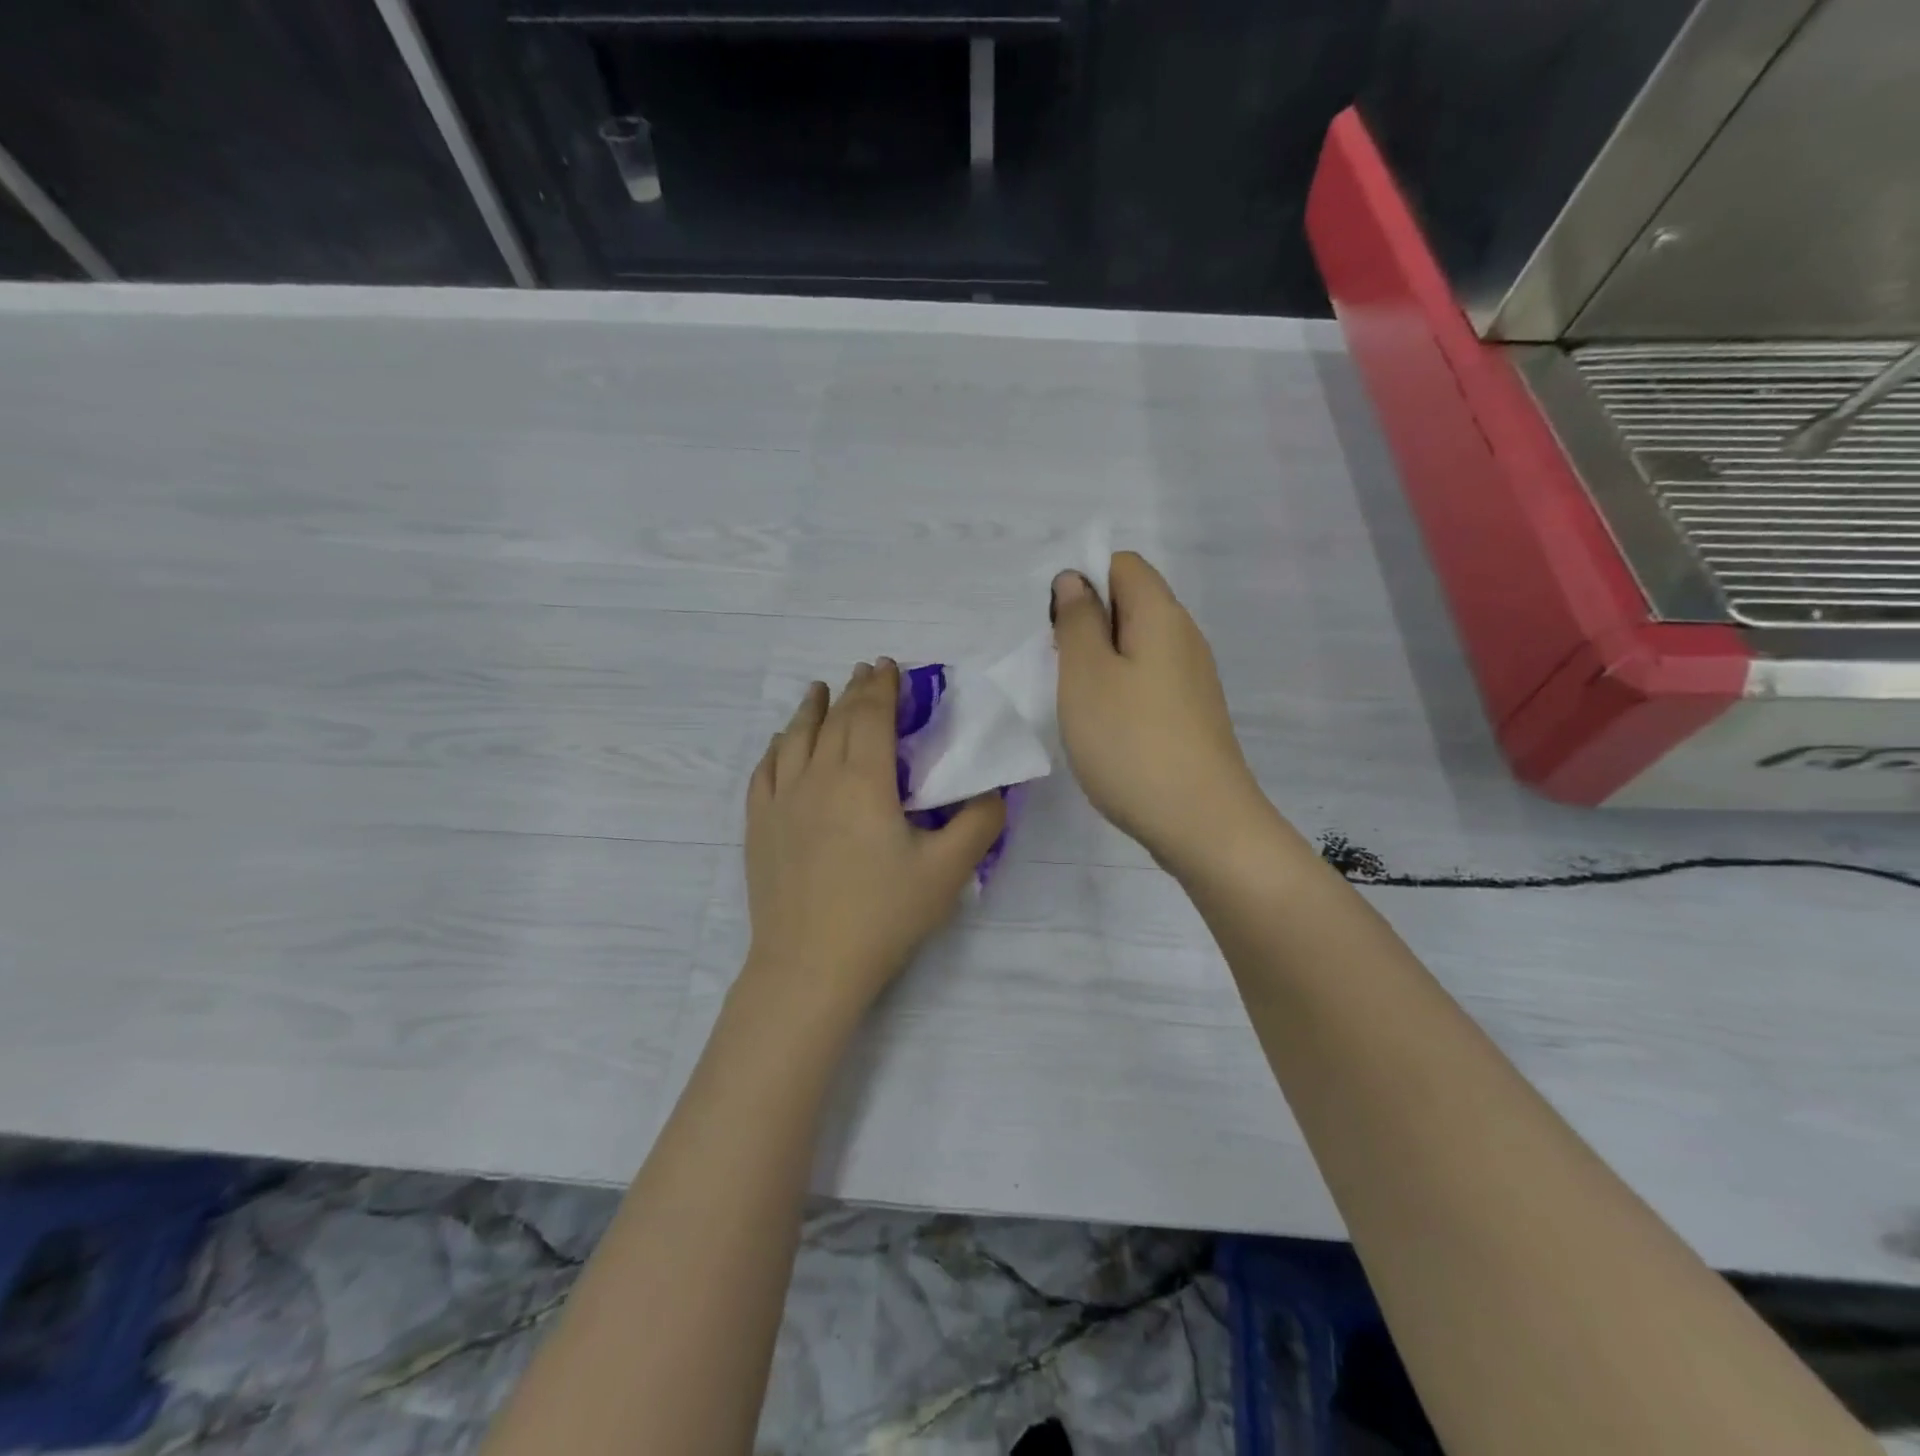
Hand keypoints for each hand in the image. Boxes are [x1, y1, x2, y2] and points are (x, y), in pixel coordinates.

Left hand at [741, 660, 1006, 1024]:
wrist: (810, 966)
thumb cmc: (882, 915)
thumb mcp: (948, 871)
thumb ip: (979, 823)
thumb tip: (993, 791)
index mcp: (863, 780)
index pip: (871, 716)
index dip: (882, 687)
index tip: (890, 667)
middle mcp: (817, 777)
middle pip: (835, 720)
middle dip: (854, 691)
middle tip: (866, 673)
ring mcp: (781, 801)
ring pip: (795, 738)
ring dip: (810, 709)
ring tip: (819, 691)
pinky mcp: (759, 826)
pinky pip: (765, 770)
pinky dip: (777, 747)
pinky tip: (781, 743)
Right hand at [1052, 553, 1267, 872]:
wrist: (1201, 824)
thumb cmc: (1131, 742)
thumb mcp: (1086, 675)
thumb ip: (1077, 621)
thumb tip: (1076, 580)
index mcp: (1161, 615)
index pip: (1122, 565)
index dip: (1084, 580)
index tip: (1056, 627)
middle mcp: (1184, 638)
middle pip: (1131, 604)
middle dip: (1086, 625)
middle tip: (1059, 669)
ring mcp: (1192, 680)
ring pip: (1136, 648)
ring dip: (1099, 663)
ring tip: (1076, 703)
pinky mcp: (1191, 716)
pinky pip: (1147, 683)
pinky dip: (1119, 693)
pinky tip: (1104, 730)